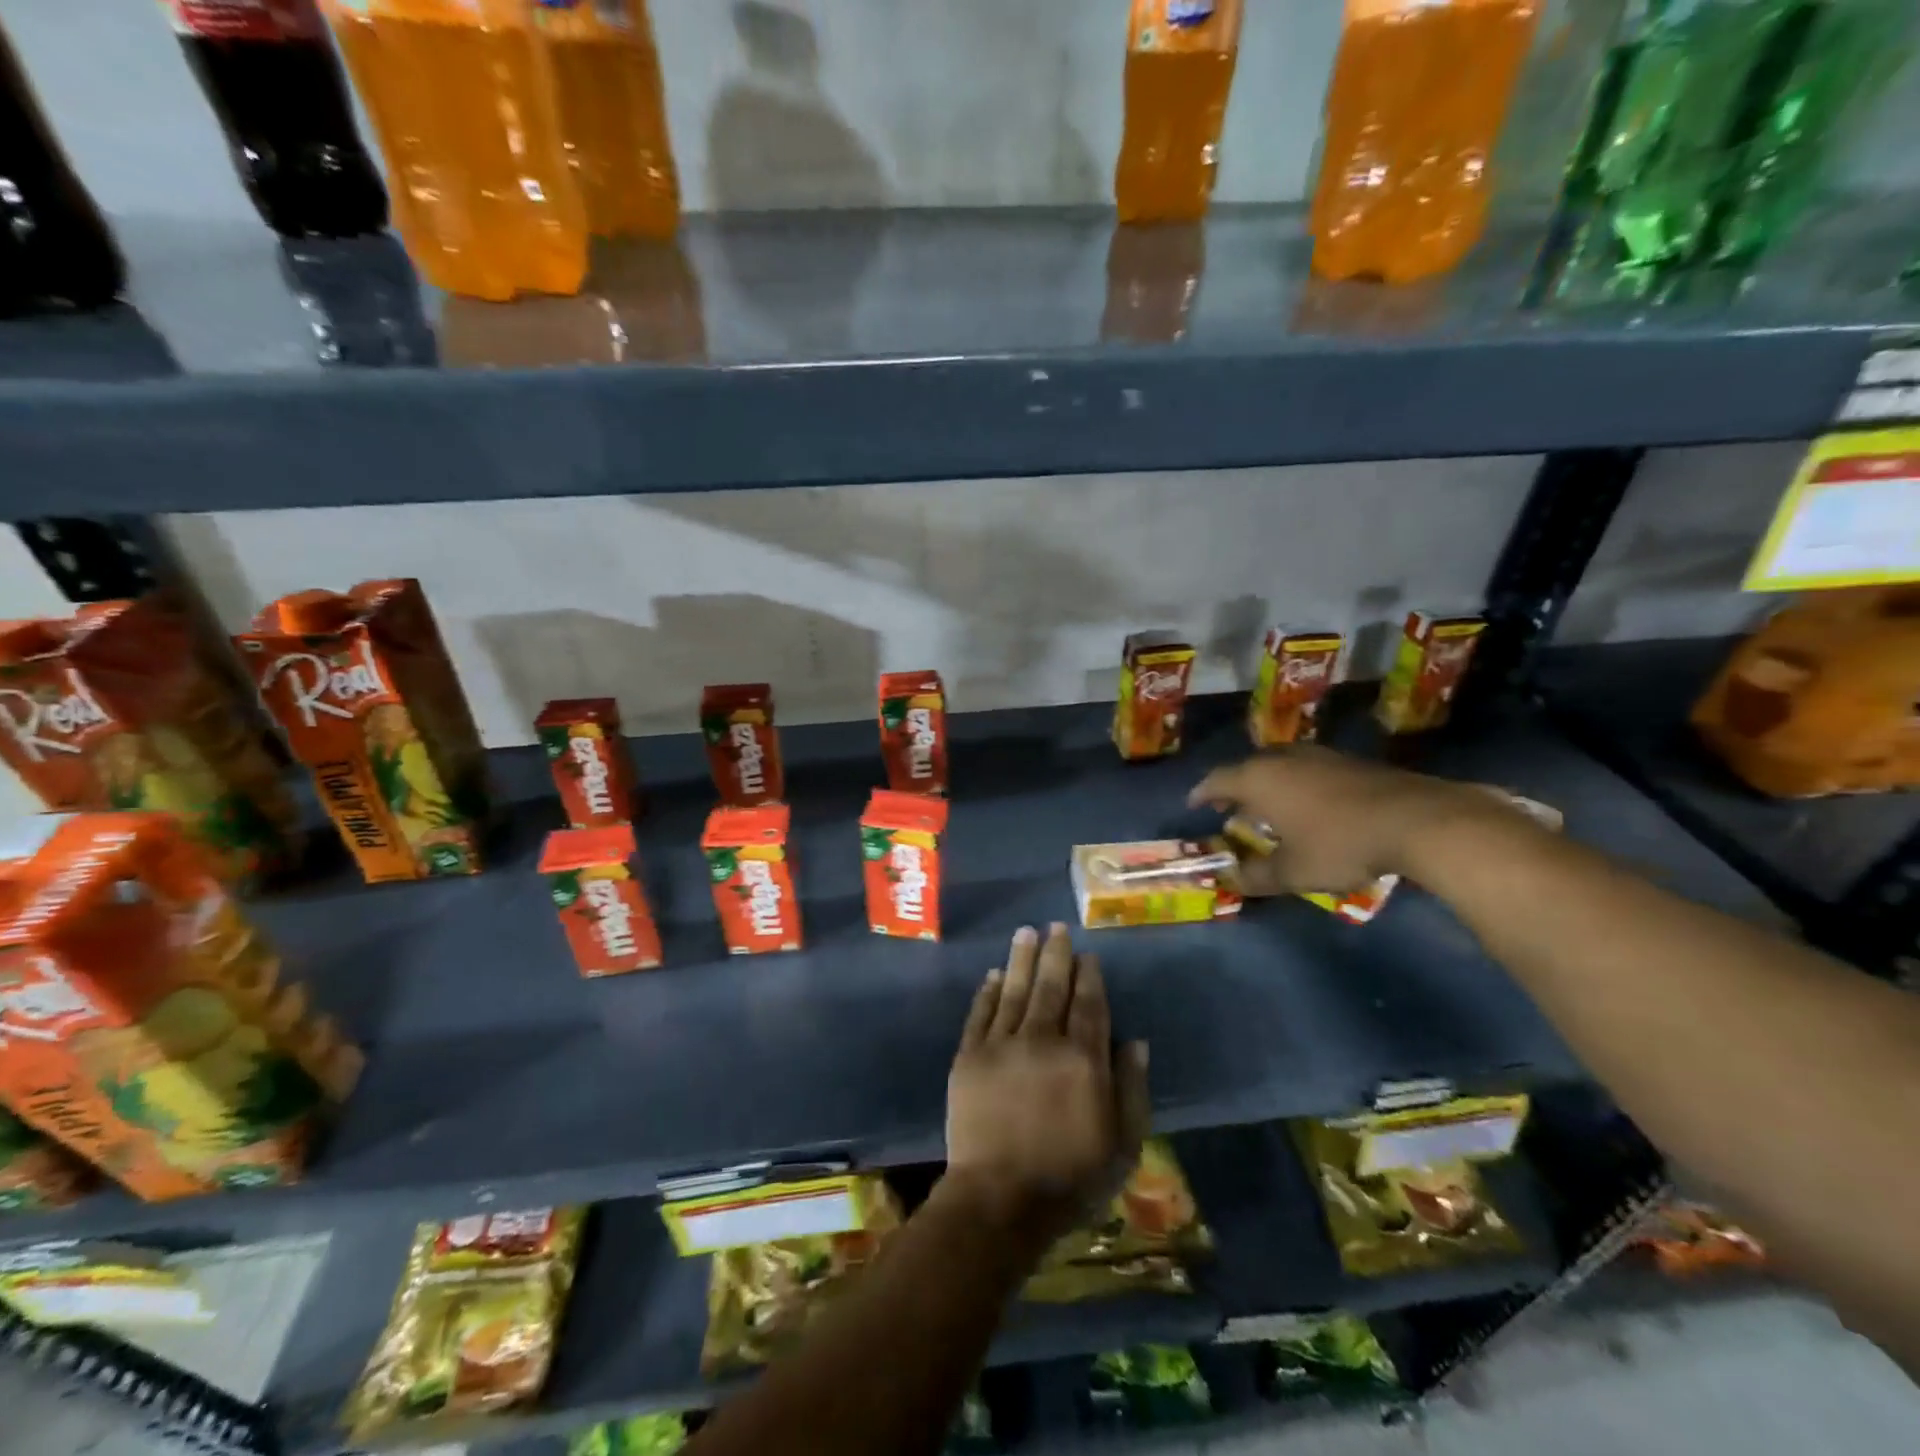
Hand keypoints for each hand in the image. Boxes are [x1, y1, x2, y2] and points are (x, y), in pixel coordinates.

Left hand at [944, 924, 1149, 1243]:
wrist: (1000, 1200)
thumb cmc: (1070, 1178)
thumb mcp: (1121, 1144)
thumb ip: (1131, 1088)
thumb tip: (1135, 1041)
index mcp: (1083, 1059)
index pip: (1089, 1004)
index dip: (1089, 976)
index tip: (1088, 955)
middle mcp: (1042, 1040)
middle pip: (1050, 986)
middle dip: (1055, 954)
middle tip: (1055, 926)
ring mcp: (1001, 1045)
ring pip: (1014, 990)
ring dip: (1021, 959)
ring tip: (1025, 932)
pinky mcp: (969, 1057)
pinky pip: (980, 1014)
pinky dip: (988, 992)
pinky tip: (994, 974)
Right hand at [1190, 745, 1510, 895]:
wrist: (1417, 820)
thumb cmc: (1340, 844)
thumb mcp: (1293, 871)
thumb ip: (1257, 876)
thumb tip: (1232, 881)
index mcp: (1259, 780)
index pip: (1217, 781)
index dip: (1202, 794)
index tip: (1194, 806)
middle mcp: (1284, 760)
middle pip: (1248, 769)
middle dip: (1235, 789)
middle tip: (1230, 810)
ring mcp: (1320, 757)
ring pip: (1281, 767)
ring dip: (1269, 787)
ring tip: (1268, 810)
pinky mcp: (1351, 762)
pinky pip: (1308, 771)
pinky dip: (1297, 786)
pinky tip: (1310, 808)